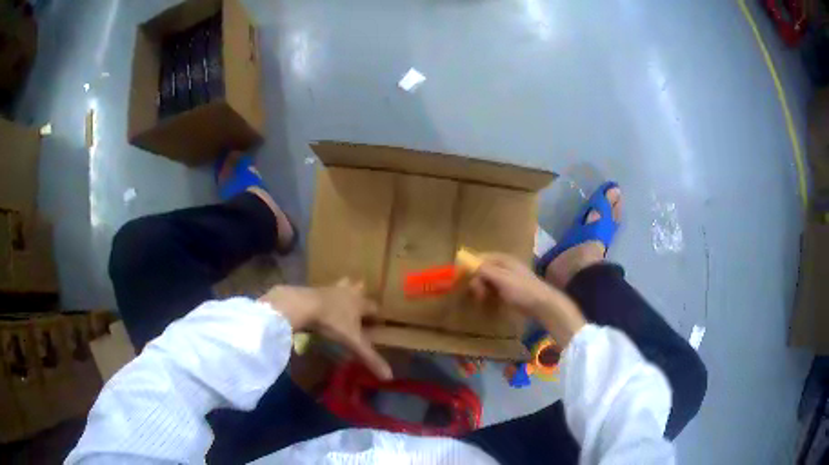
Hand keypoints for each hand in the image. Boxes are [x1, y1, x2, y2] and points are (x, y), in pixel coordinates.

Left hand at [259, 280, 392, 379]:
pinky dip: (323, 297)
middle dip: (360, 294)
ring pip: (340, 285)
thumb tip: (390, 376)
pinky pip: (321, 291)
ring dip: (342, 291)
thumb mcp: (353, 343)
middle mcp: (347, 292)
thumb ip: (370, 358)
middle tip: (358, 304)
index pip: (374, 307)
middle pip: (358, 288)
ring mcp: (328, 289)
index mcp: (359, 303)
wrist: (302, 305)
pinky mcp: (311, 289)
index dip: (376, 315)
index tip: (377, 323)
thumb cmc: (332, 323)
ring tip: (339, 301)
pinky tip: (318, 305)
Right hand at [468, 253, 586, 346]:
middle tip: (477, 293)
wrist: (542, 305)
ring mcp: (507, 278)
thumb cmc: (522, 290)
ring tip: (482, 299)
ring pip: (486, 280)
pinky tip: (488, 302)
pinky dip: (488, 294)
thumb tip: (467, 262)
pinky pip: (492, 289)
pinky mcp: (509, 290)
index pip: (481, 257)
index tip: (460, 278)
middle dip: (476, 280)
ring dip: (481, 288)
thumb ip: (485, 270)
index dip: (470, 265)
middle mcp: (504, 266)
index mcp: (503, 259)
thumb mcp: (502, 278)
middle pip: (482, 269)